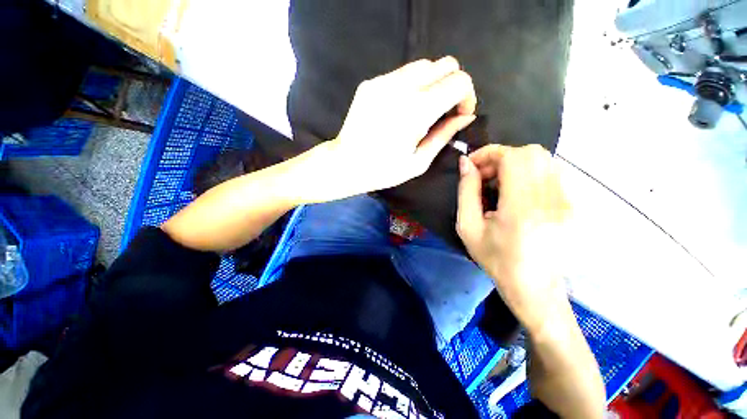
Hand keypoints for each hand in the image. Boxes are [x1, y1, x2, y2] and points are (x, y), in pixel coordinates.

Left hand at [300, 57, 476, 201]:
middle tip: (445, 109)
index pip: (459, 81)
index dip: (467, 96)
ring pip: (423, 65)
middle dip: (453, 84)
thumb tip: (465, 117)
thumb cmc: (383, 171)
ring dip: (433, 83)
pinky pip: (401, 73)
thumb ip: (444, 135)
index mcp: (418, 110)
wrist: (345, 164)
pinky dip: (412, 85)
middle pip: (445, 64)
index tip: (460, 114)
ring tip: (424, 108)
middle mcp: (402, 87)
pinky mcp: (370, 83)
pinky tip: (403, 107)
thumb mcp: (419, 162)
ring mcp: (383, 81)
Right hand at [456, 145, 571, 333]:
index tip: (472, 164)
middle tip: (485, 175)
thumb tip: (465, 163)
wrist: (534, 288)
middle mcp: (551, 200)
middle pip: (532, 153)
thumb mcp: (468, 227)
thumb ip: (466, 192)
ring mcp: (567, 202)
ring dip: (516, 164)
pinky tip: (517, 193)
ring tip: (499, 183)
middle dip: (502, 157)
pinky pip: (551, 174)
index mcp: (522, 208)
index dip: (489, 153)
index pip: (513, 158)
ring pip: (544, 160)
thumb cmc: (495, 259)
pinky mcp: (572, 206)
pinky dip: (529, 173)